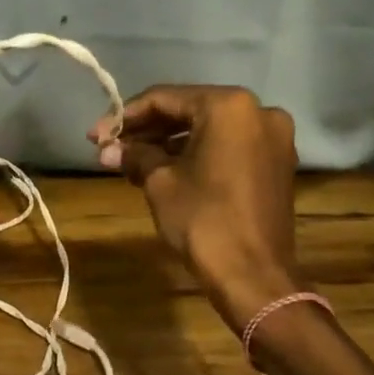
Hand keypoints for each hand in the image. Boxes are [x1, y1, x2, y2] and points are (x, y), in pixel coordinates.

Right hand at [89, 85, 299, 332]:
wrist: (253, 275)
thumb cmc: (203, 220)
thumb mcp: (160, 183)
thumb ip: (135, 156)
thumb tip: (107, 149)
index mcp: (229, 106)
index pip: (165, 99)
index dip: (126, 116)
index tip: (96, 135)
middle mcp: (258, 112)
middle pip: (190, 111)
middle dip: (148, 131)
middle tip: (110, 148)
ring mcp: (273, 139)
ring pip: (210, 131)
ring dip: (170, 144)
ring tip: (131, 163)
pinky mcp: (277, 165)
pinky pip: (229, 148)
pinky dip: (198, 155)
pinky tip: (165, 170)